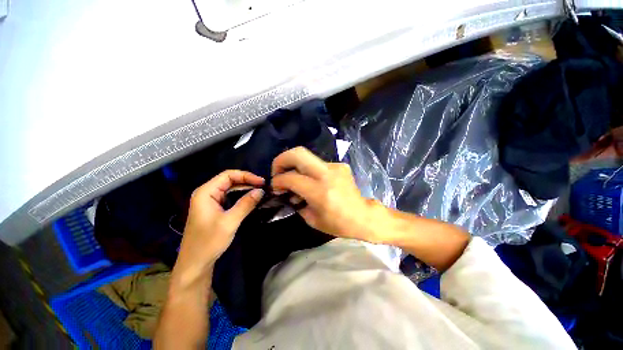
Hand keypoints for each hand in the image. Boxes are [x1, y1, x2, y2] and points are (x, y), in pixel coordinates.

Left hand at [176, 170, 264, 271]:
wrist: (195, 263)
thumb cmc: (209, 242)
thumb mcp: (230, 221)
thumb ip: (246, 204)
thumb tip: (261, 191)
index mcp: (205, 192)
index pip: (228, 175)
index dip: (246, 176)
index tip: (261, 182)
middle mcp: (206, 193)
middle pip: (229, 180)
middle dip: (246, 181)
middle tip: (263, 187)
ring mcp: (209, 201)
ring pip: (229, 188)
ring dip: (244, 188)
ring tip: (259, 191)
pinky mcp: (213, 209)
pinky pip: (229, 197)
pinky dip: (240, 196)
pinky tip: (250, 199)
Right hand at [271, 147, 382, 241]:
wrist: (362, 216)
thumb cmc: (337, 223)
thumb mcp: (312, 219)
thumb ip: (296, 202)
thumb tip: (287, 192)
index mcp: (320, 191)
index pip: (291, 178)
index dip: (278, 181)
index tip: (275, 186)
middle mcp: (327, 174)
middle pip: (298, 153)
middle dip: (281, 160)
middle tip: (277, 171)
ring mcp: (335, 166)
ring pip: (307, 156)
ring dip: (294, 164)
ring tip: (293, 178)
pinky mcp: (340, 165)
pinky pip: (317, 163)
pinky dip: (308, 170)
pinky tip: (310, 181)